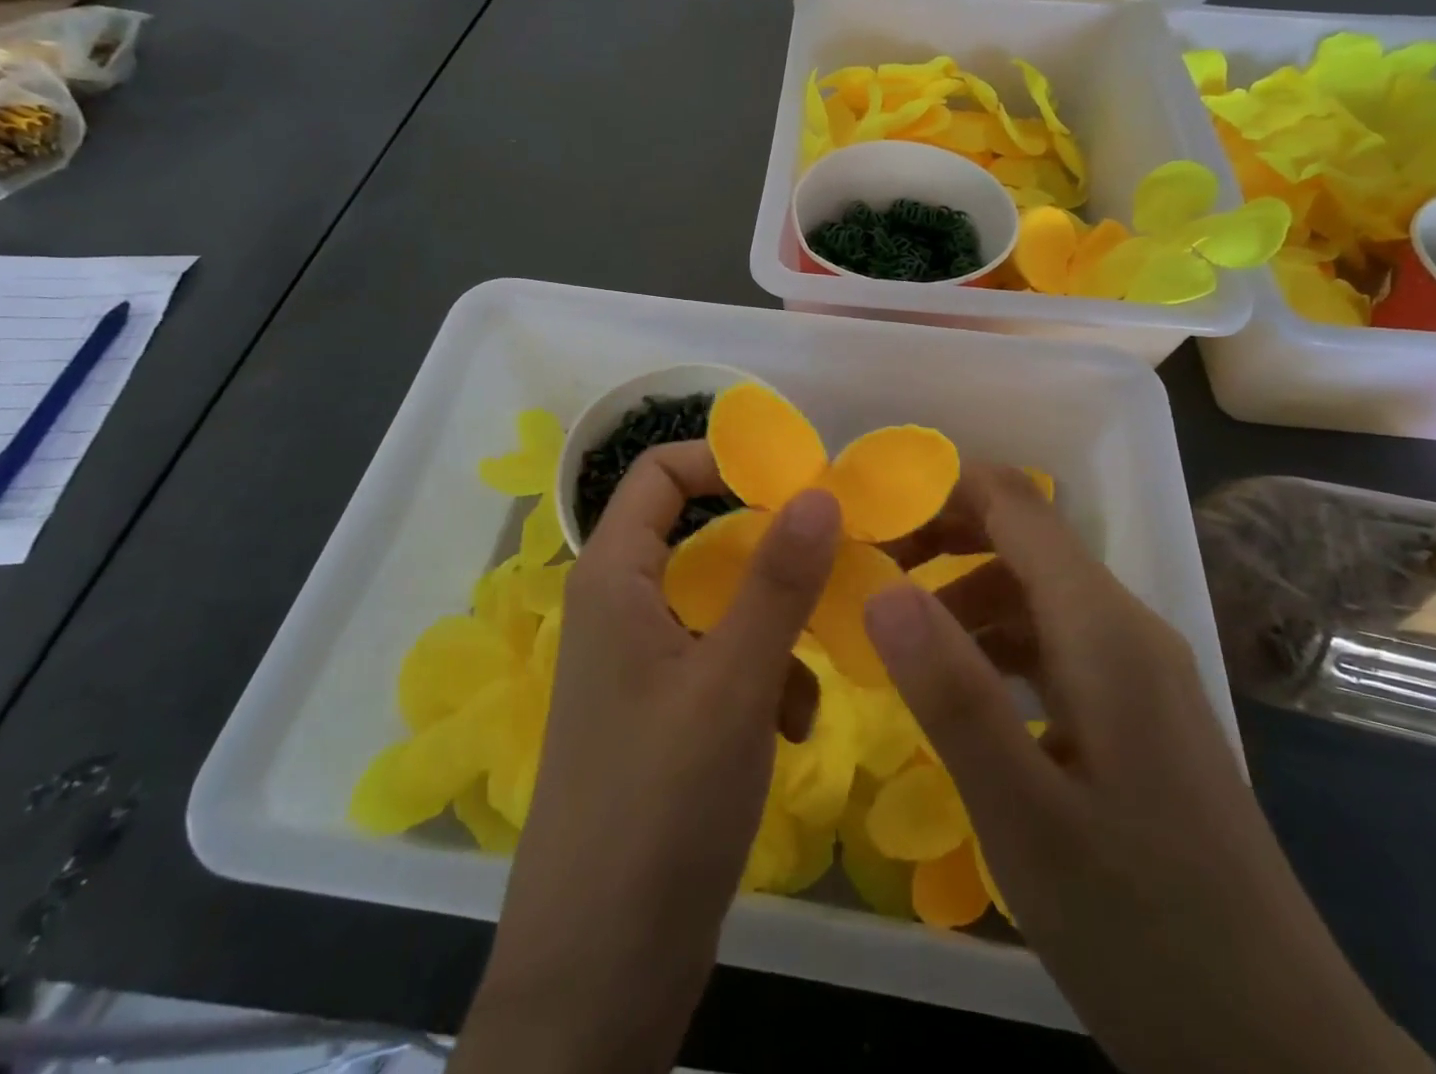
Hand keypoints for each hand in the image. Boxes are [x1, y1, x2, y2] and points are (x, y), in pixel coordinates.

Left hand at [455, 442, 839, 1073]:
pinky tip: (792, 729)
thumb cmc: (659, 807)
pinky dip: (763, 678)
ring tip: (813, 674)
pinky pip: (721, 660)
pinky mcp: (663, 713)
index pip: (659, 472)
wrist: (599, 974)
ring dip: (775, 626)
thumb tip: (818, 490)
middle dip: (769, 552)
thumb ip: (776, 581)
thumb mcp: (732, 683)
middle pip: (700, 536)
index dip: (723, 461)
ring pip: (721, 603)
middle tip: (836, 563)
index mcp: (615, 577)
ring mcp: (641, 663)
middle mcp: (622, 607)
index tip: (797, 482)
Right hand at [867, 465, 1435, 1073]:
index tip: (866, 513)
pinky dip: (992, 644)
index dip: (940, 489)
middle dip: (940, 539)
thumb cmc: (1143, 927)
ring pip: (1033, 593)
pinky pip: (1052, 644)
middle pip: (1022, 539)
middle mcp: (1125, 629)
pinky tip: (957, 692)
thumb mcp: (1024, 815)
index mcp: (1104, 629)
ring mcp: (1137, 672)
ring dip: (961, 596)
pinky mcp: (1136, 714)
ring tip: (894, 639)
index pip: (1015, 504)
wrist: (1279, 1050)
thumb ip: (951, 693)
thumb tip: (881, 589)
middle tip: (864, 572)